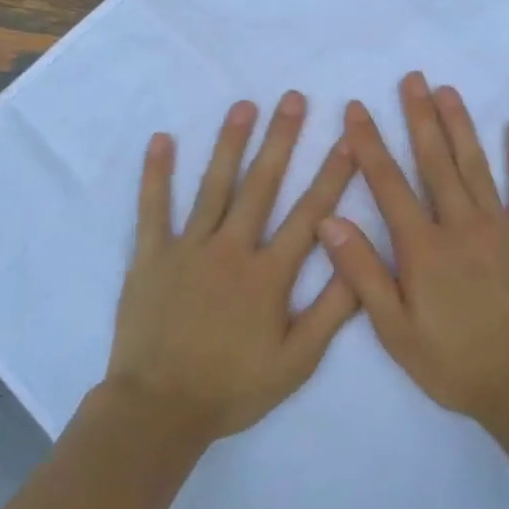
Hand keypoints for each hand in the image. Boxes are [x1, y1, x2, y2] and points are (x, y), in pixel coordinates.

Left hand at [109, 92, 358, 443]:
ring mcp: (188, 249)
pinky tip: (162, 140)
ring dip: (230, 143)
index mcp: (269, 275)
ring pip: (214, 186)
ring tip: (244, 105)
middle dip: (281, 139)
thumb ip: (331, 312)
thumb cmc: (232, 388)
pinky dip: (156, 174)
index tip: (347, 140)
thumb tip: (357, 262)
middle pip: (261, 185)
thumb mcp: (296, 362)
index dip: (332, 175)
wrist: (159, 409)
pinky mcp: (151, 257)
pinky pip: (153, 208)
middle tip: (294, 98)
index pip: (310, 215)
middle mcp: (231, 250)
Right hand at [317, 72, 508, 424]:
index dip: (369, 143)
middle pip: (435, 161)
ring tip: (447, 90)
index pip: (388, 183)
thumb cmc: (453, 362)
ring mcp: (501, 227)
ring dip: (459, 125)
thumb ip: (361, 273)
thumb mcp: (395, 329)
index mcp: (423, 247)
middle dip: (418, 117)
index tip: (356, 109)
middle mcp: (461, 224)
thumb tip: (328, 221)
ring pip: (476, 165)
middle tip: (411, 78)